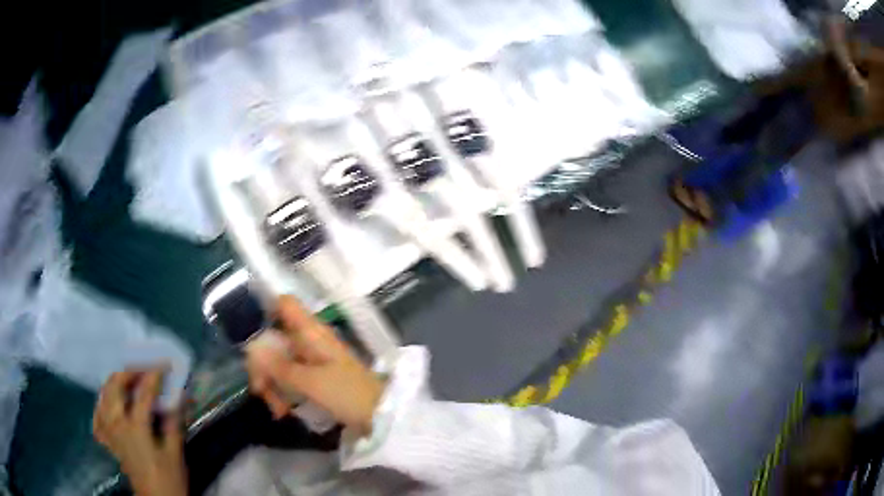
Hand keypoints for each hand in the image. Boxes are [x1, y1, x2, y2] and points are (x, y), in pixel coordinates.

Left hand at [93, 367, 186, 495]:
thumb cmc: (168, 479)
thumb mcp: (175, 454)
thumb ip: (174, 423)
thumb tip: (180, 396)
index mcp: (135, 427)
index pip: (143, 392)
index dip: (154, 375)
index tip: (164, 363)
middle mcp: (117, 423)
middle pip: (115, 386)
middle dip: (128, 372)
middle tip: (143, 368)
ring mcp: (109, 431)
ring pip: (103, 396)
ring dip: (114, 383)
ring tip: (127, 381)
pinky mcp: (108, 441)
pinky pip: (97, 416)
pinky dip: (101, 406)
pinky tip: (108, 404)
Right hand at [245, 296, 384, 435]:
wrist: (381, 416)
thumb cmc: (348, 394)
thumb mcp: (310, 382)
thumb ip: (279, 367)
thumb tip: (251, 348)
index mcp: (311, 332)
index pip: (285, 304)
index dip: (264, 309)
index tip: (247, 333)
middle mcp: (310, 340)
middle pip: (274, 339)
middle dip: (263, 365)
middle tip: (260, 390)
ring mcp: (313, 360)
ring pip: (280, 362)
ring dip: (273, 385)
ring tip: (278, 410)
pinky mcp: (317, 378)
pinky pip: (292, 378)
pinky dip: (285, 393)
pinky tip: (283, 411)